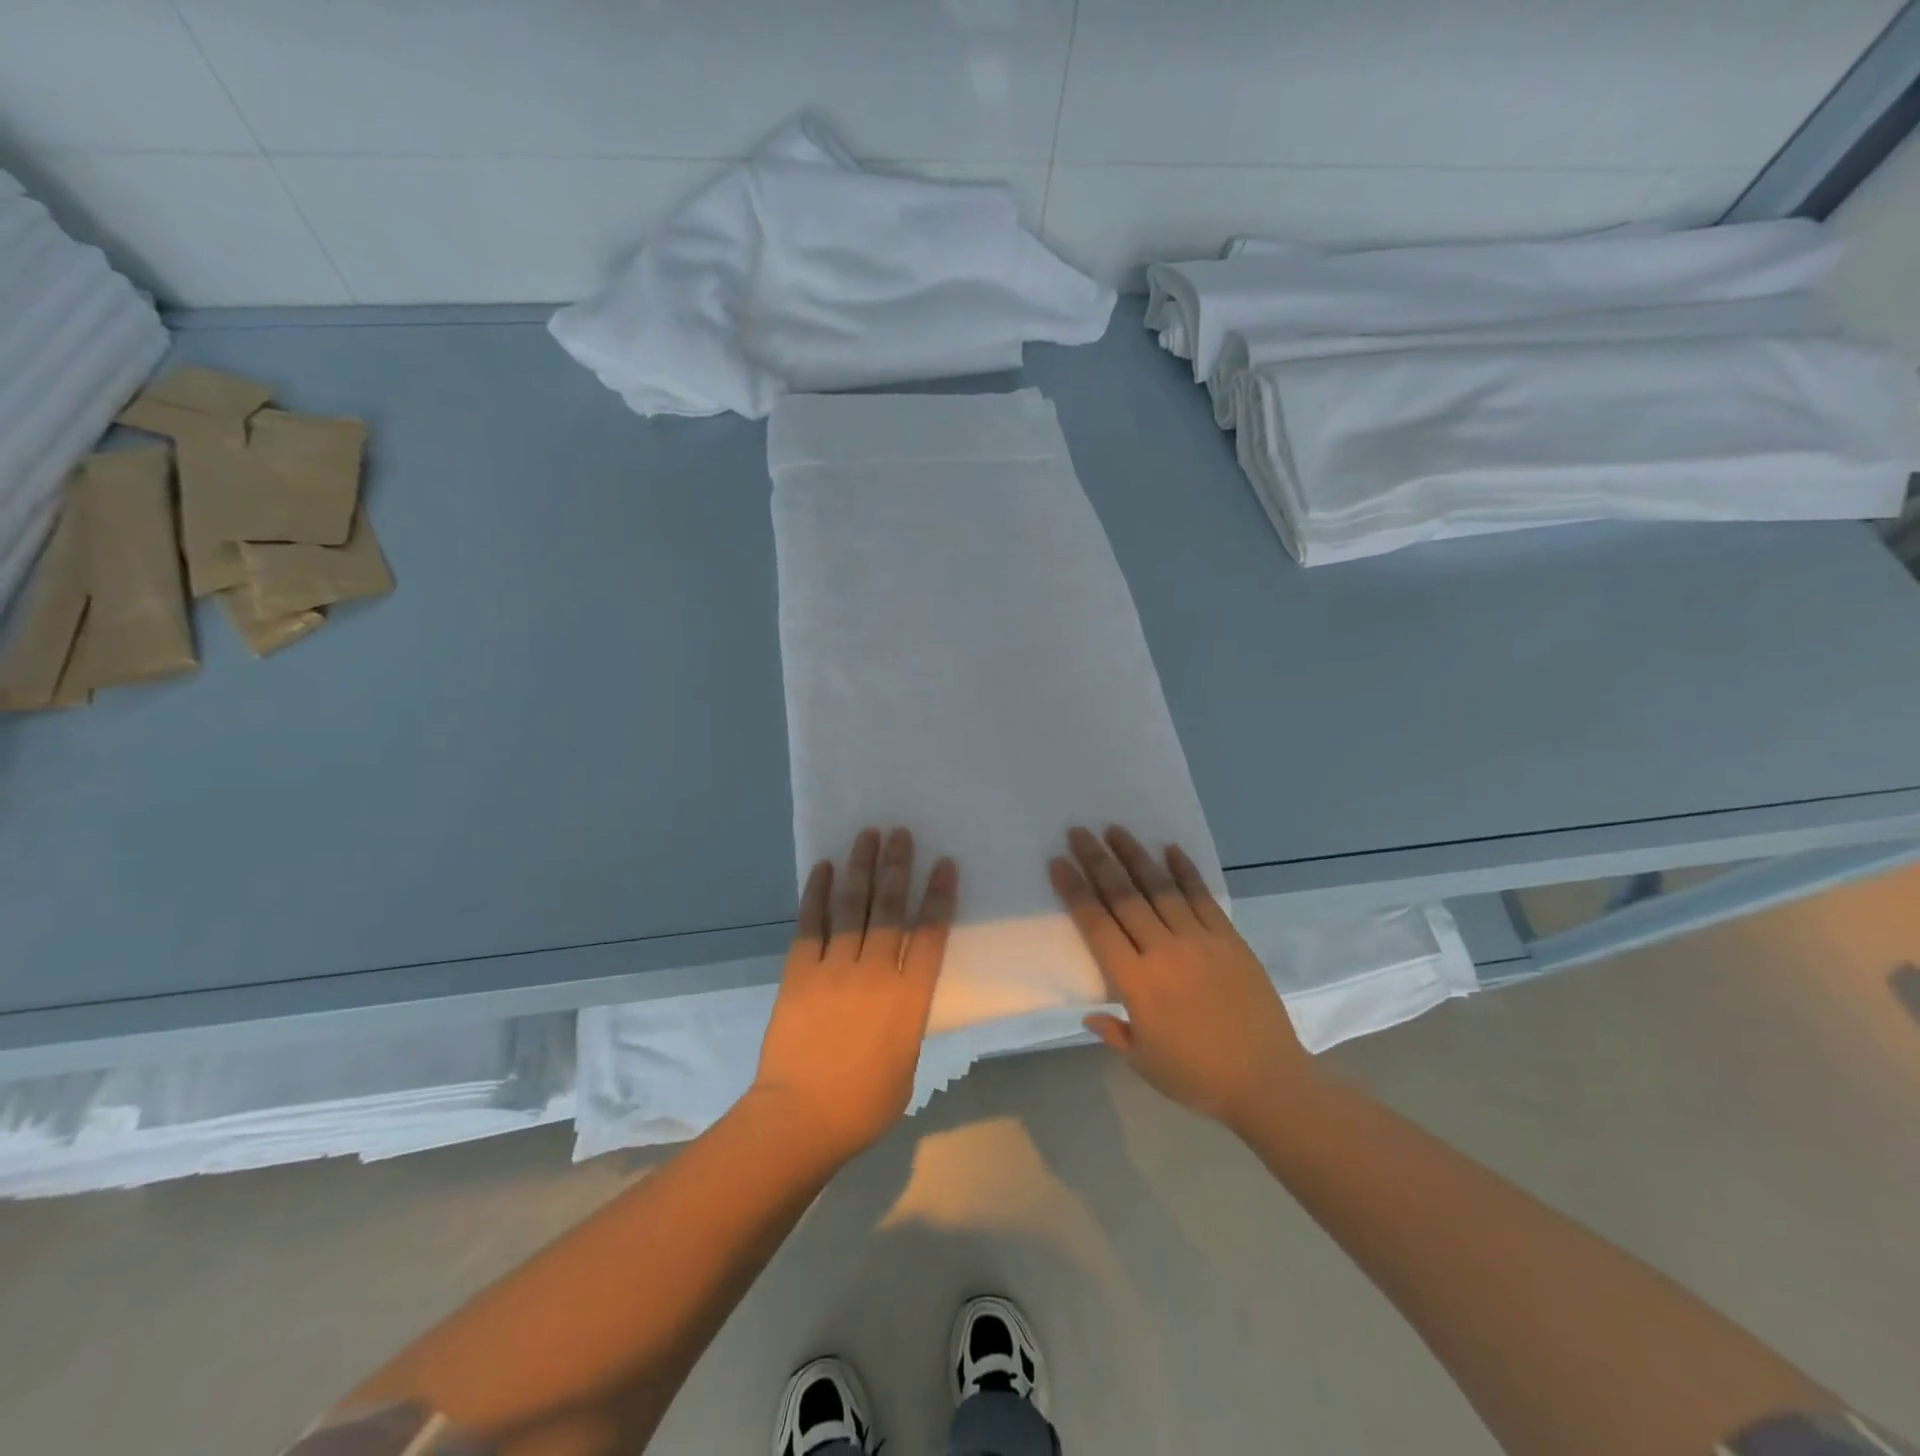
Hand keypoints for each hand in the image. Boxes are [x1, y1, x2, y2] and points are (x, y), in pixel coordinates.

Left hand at [752, 827, 957, 1163]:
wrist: (801, 1117)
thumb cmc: (864, 1102)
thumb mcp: (907, 1061)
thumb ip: (907, 1018)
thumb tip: (900, 993)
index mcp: (910, 998)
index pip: (931, 934)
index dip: (939, 895)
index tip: (944, 864)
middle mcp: (876, 972)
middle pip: (890, 908)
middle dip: (898, 867)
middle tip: (901, 833)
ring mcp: (835, 967)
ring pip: (852, 906)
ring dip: (861, 867)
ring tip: (868, 835)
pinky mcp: (800, 970)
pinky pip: (811, 923)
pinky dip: (818, 893)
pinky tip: (825, 867)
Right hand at [1050, 825, 1317, 1132]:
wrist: (1267, 1082)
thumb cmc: (1197, 1078)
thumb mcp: (1144, 1062)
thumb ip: (1113, 1032)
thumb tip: (1090, 1014)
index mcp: (1136, 984)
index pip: (1097, 926)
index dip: (1075, 891)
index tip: (1059, 862)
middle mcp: (1164, 952)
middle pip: (1124, 898)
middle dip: (1098, 862)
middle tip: (1079, 832)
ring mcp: (1200, 941)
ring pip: (1161, 889)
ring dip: (1136, 857)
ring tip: (1116, 830)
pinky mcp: (1229, 939)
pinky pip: (1203, 897)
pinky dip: (1186, 871)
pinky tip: (1170, 849)